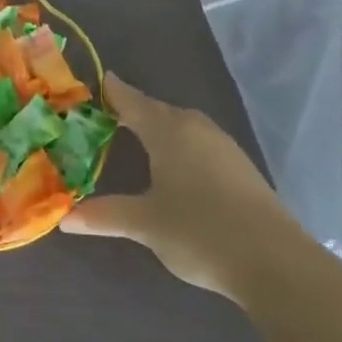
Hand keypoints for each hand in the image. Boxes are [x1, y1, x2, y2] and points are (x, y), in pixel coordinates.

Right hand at [60, 74, 291, 301]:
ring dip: (161, 127)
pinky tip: (178, 165)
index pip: (133, 101)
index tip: (99, 80)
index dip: (114, 92)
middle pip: (158, 110)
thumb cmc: (201, 232)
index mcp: (168, 131)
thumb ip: (105, 215)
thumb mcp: (146, 224)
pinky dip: (181, 145)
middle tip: (110, 114)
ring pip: (183, 126)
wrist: (276, 262)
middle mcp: (195, 128)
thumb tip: (65, 218)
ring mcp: (223, 146)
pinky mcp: (241, 167)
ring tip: (140, 137)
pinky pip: (200, 142)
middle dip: (135, 110)